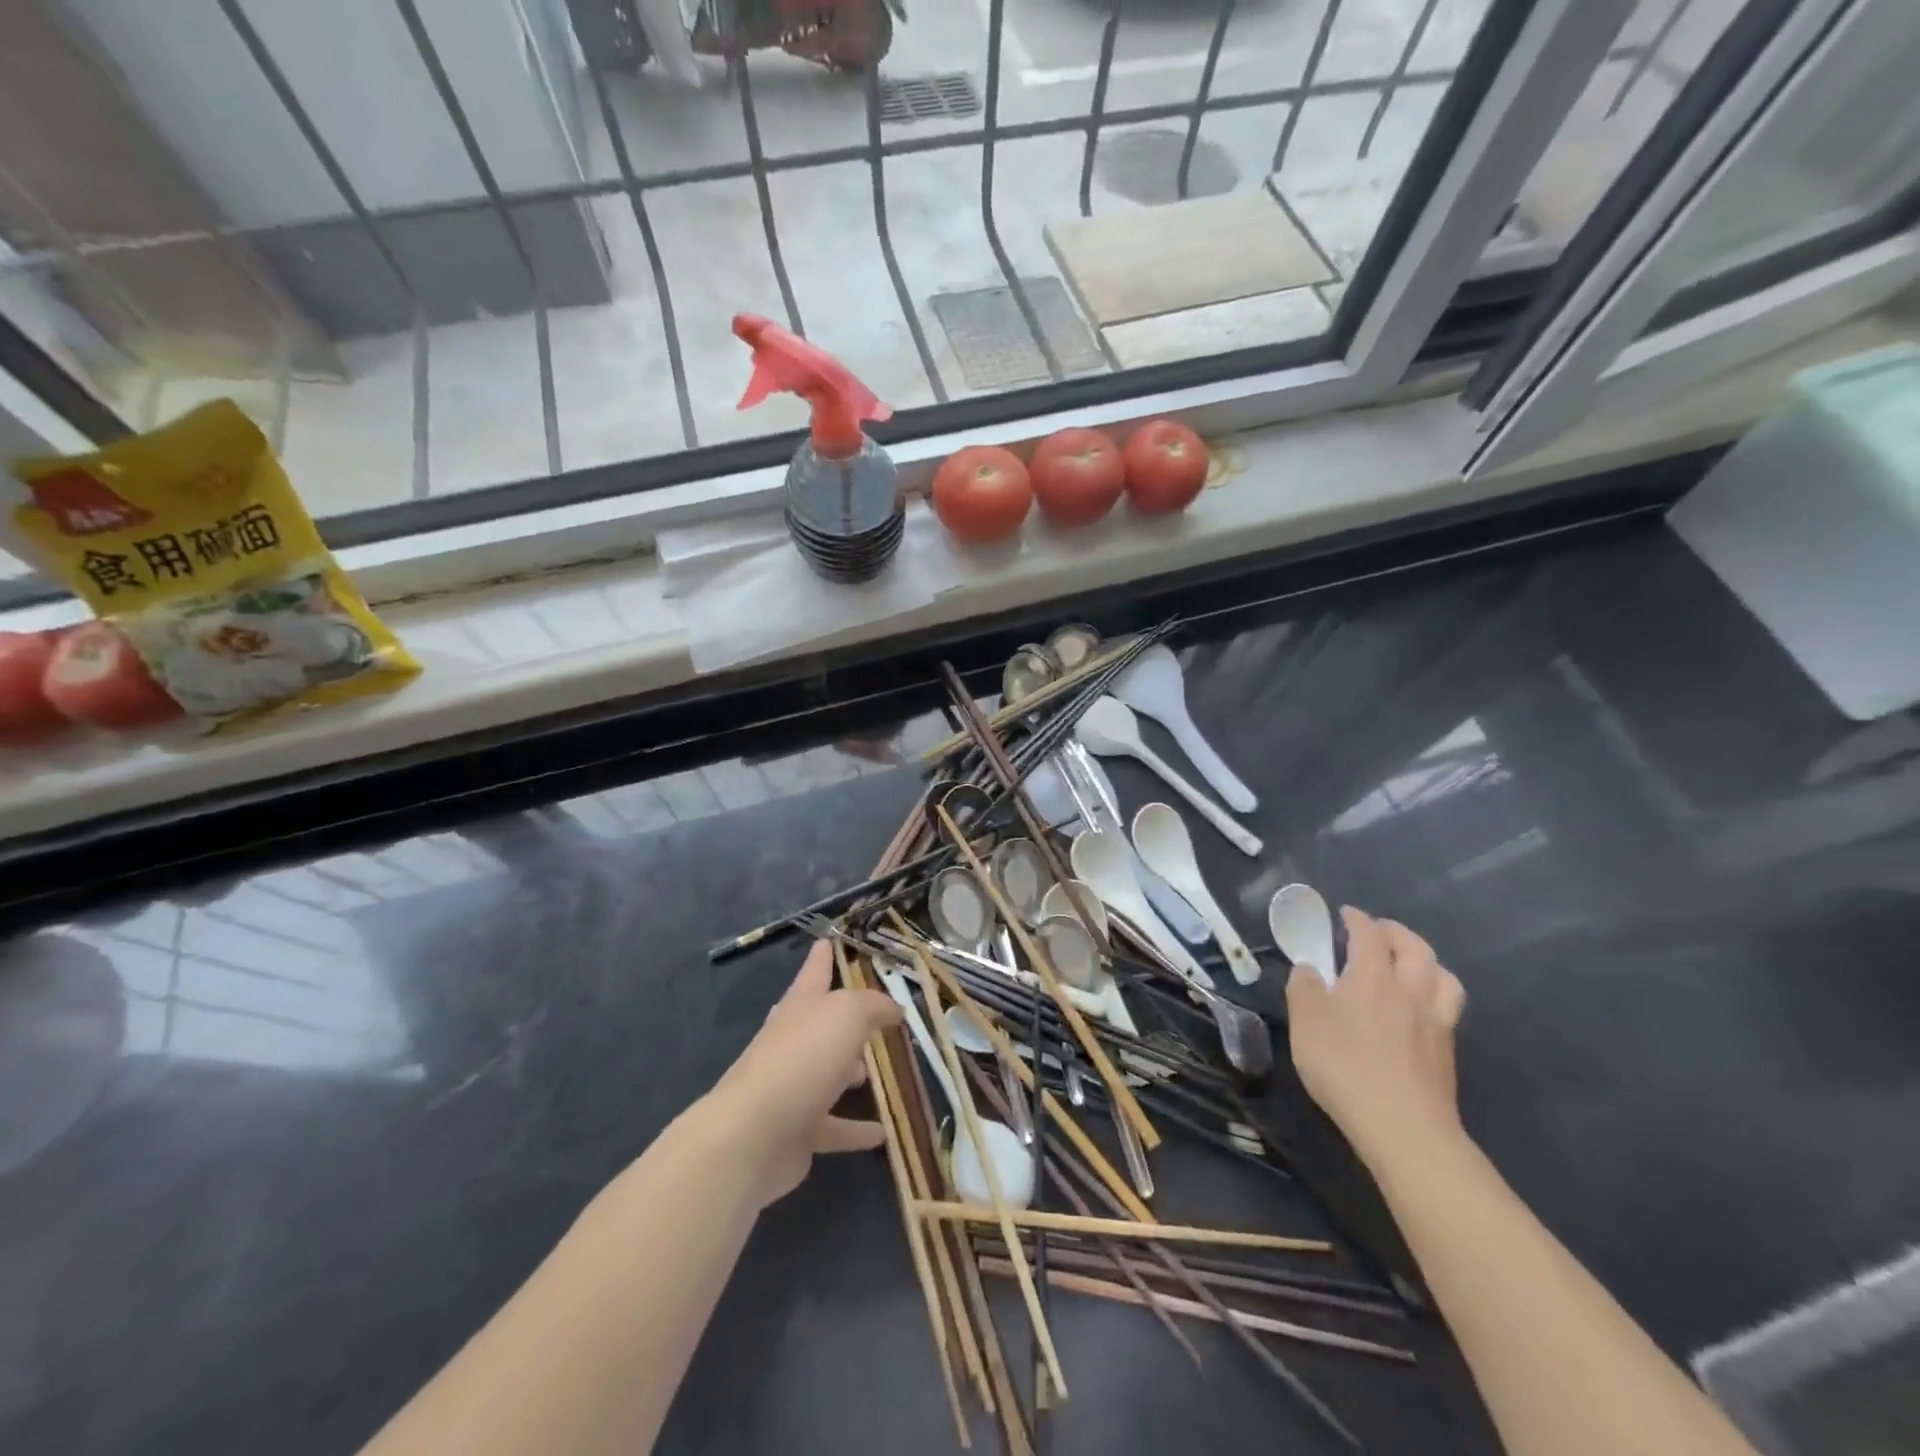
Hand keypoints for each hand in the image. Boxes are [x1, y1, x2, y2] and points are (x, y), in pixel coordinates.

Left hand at [708, 940, 902, 1206]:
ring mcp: (793, 1086)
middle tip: (874, 1015)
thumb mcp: (847, 1015)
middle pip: (821, 1022)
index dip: (824, 954)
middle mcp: (794, 1041)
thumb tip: (894, 1009)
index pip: (815, 970)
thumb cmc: (802, 1058)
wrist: (752, 1136)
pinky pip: (834, 1126)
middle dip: (844, 1017)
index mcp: (801, 1005)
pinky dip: (857, 1129)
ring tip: (879, 1071)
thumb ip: (874, 1005)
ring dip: (851, 1072)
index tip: (830, 939)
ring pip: (828, 1073)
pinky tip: (883, 1134)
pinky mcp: (797, 1131)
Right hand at [1286, 907, 1466, 1168]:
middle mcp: (1410, 991)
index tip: (1345, 914)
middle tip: (1378, 931)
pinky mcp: (1447, 1051)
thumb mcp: (1305, 1022)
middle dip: (1396, 932)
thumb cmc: (1344, 1065)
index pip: (1369, 935)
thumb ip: (1304, 987)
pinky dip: (1435, 993)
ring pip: (1443, 976)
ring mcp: (1435, 1022)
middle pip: (1415, 948)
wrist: (1402, 1126)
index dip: (1356, 919)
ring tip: (1409, 964)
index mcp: (1373, 977)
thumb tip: (1309, 969)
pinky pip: (1447, 1006)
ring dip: (1426, 961)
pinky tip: (1418, 1008)